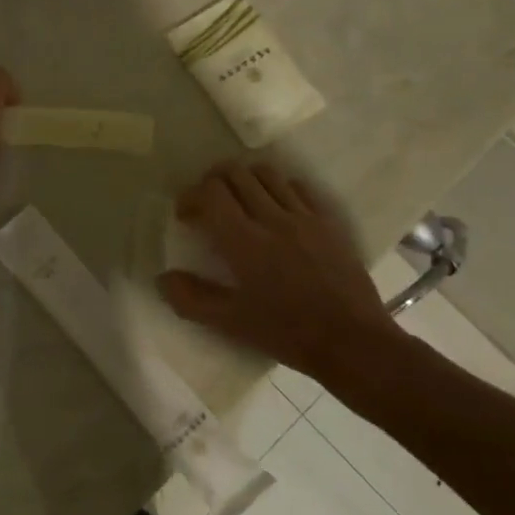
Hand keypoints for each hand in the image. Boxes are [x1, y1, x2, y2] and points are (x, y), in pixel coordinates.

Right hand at [157, 162, 407, 398]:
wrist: (353, 342)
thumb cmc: (287, 333)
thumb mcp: (232, 323)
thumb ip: (191, 298)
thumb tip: (162, 278)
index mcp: (243, 241)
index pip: (210, 192)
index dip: (191, 196)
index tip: (186, 216)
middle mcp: (271, 218)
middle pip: (235, 173)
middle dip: (213, 181)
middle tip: (208, 204)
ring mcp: (303, 216)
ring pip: (267, 174)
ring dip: (245, 179)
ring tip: (240, 201)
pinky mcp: (328, 222)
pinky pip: (298, 187)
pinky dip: (279, 188)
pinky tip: (277, 209)